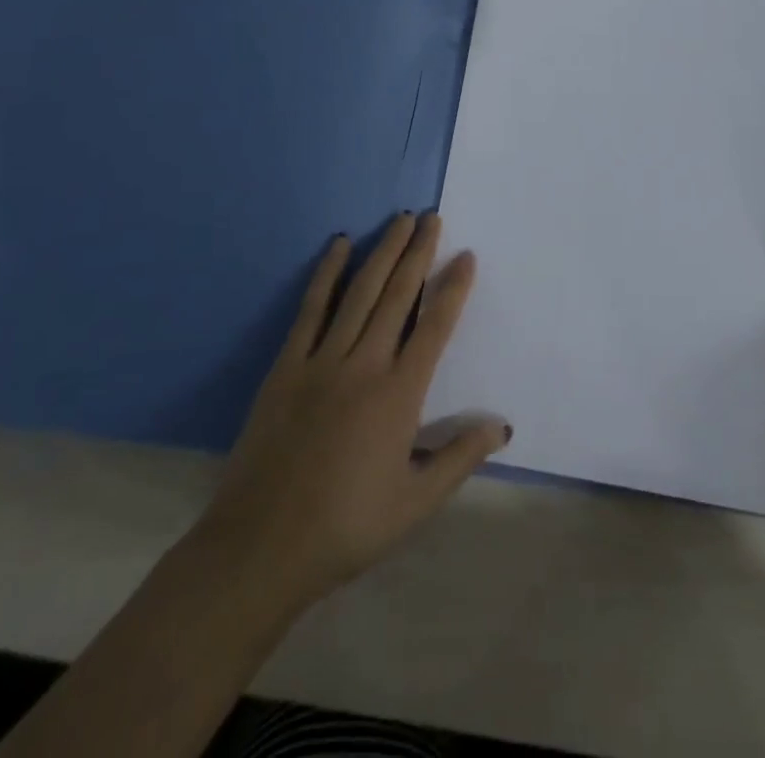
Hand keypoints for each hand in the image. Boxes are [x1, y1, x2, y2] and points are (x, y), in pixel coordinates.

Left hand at [183, 213, 508, 618]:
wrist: (262, 547)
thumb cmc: (347, 527)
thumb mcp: (415, 503)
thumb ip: (460, 458)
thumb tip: (503, 425)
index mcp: (399, 396)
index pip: (435, 327)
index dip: (452, 288)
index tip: (465, 255)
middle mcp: (364, 365)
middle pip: (397, 296)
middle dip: (417, 253)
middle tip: (431, 217)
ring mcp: (322, 360)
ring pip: (359, 293)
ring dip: (382, 252)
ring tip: (400, 221)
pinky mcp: (287, 365)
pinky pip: (311, 308)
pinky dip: (327, 273)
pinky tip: (339, 246)